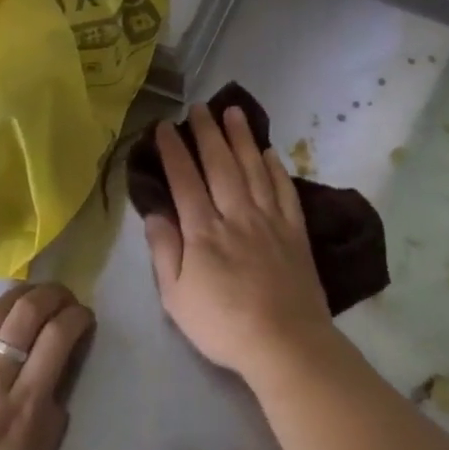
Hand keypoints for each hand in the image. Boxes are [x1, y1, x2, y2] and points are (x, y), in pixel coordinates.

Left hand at [0, 283, 92, 449]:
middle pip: (26, 313)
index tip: (85, 317)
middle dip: (52, 294)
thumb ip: (52, 419)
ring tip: (32, 297)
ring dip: (19, 295)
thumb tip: (61, 379)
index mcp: (25, 406)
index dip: (78, 317)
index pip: (58, 338)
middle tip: (64, 297)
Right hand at [143, 104, 338, 393]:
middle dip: (208, 133)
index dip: (174, 150)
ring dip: (242, 138)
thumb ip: (165, 252)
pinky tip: (270, 152)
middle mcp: (236, 215)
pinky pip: (284, 190)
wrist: (285, 342)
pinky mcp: (294, 231)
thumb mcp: (177, 297)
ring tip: (234, 112)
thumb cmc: (223, 325)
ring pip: (253, 168)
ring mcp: (269, 220)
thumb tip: (154, 214)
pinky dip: (276, 168)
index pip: (185, 180)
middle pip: (220, 165)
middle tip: (200, 107)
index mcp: (203, 231)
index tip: (165, 126)